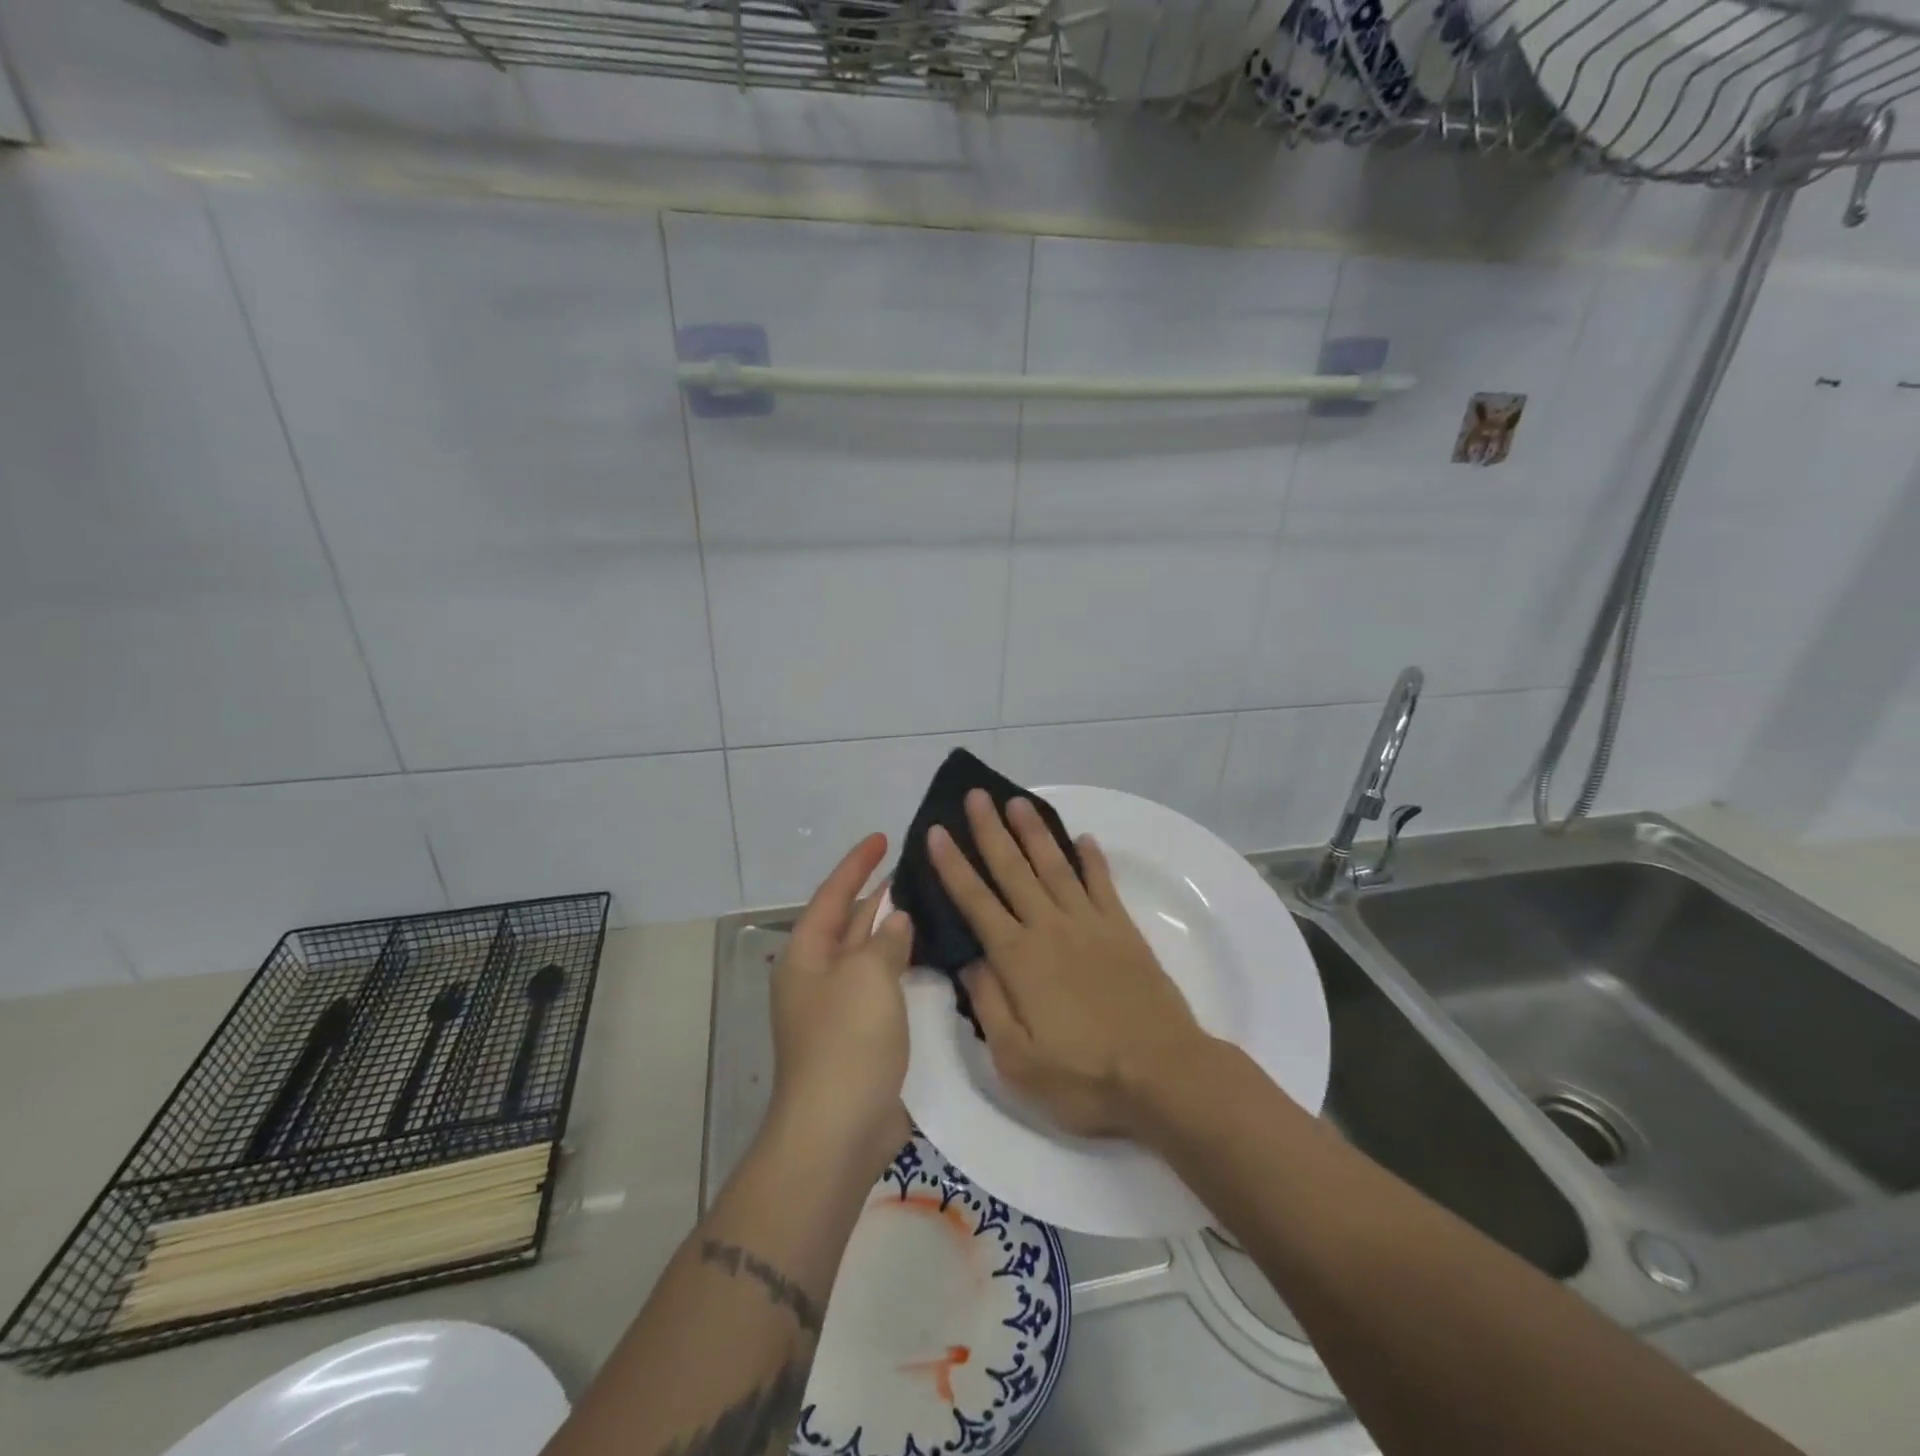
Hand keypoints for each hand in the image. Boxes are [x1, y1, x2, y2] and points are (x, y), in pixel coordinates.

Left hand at [768, 834, 915, 1170]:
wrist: (838, 1130)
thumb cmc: (846, 1041)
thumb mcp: (866, 976)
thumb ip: (885, 940)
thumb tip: (896, 920)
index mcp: (807, 955)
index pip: (832, 894)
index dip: (857, 864)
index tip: (883, 836)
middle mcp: (820, 976)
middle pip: (850, 922)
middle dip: (879, 895)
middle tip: (917, 869)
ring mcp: (841, 1008)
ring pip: (871, 955)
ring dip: (896, 932)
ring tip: (933, 904)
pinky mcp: (864, 1036)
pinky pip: (886, 987)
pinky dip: (906, 968)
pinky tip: (934, 958)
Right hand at [928, 791, 1213, 1138]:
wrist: (1163, 1074)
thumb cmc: (1085, 1076)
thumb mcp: (1017, 1060)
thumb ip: (989, 1005)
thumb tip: (969, 961)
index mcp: (1019, 959)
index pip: (976, 901)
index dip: (953, 865)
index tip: (937, 832)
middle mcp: (1050, 928)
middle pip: (1013, 870)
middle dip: (991, 831)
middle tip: (976, 796)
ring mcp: (1090, 924)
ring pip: (1055, 866)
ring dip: (1034, 832)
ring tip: (1018, 802)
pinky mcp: (1123, 930)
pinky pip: (1102, 884)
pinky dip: (1092, 859)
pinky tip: (1084, 839)